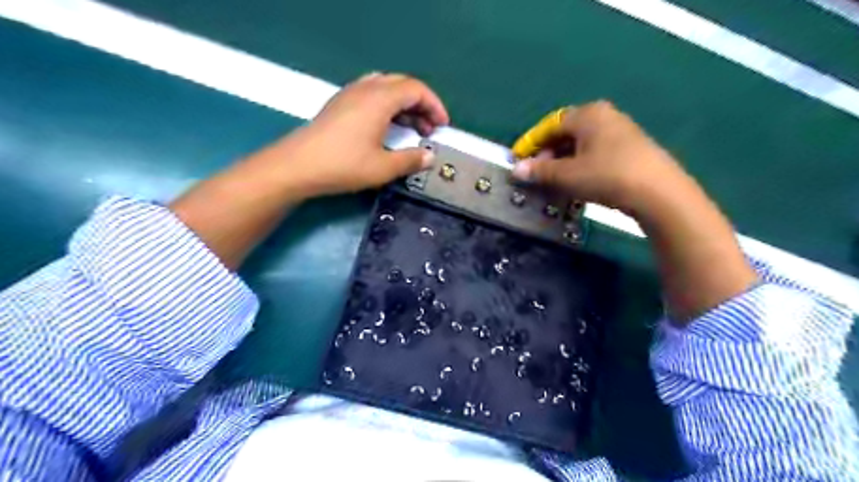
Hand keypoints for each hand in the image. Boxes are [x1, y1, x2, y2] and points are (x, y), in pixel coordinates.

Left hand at [278, 72, 451, 194]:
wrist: (298, 165)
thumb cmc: (344, 165)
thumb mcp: (383, 167)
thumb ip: (411, 160)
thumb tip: (430, 157)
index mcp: (380, 99)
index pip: (416, 89)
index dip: (434, 106)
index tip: (442, 127)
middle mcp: (366, 88)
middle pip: (402, 85)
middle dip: (421, 104)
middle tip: (429, 129)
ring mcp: (350, 94)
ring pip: (386, 88)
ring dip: (404, 105)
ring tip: (412, 128)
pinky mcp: (339, 103)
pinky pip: (371, 94)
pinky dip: (387, 106)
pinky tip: (387, 127)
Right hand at [512, 101, 752, 320]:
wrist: (658, 192)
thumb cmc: (606, 176)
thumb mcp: (567, 175)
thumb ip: (540, 171)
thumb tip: (516, 169)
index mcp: (587, 114)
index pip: (549, 125)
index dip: (531, 142)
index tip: (518, 159)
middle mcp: (604, 115)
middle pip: (566, 132)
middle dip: (548, 152)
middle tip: (537, 172)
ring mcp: (621, 130)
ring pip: (582, 143)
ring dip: (564, 160)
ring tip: (555, 180)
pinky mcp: (632, 147)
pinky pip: (597, 150)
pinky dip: (581, 163)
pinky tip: (579, 180)